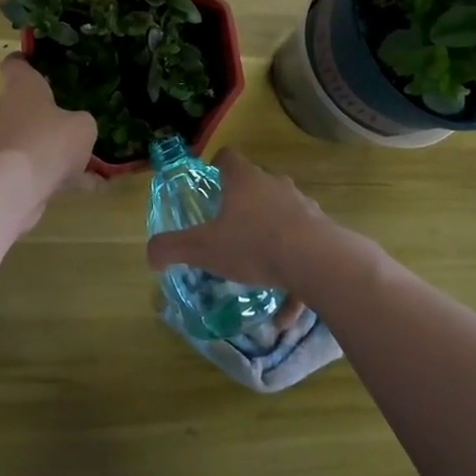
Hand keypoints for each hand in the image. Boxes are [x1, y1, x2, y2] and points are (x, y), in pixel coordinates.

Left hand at [0, 56, 97, 217]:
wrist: (15, 188)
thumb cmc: (49, 141)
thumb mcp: (83, 126)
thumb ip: (81, 121)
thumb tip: (75, 126)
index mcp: (22, 88)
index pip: (15, 64)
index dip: (25, 62)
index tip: (38, 64)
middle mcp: (5, 110)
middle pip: (23, 104)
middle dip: (46, 113)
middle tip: (73, 119)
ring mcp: (1, 142)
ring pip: (30, 139)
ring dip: (52, 148)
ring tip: (87, 161)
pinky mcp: (2, 171)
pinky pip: (34, 168)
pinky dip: (56, 176)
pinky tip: (87, 187)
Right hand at [145, 149, 370, 304]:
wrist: (318, 262)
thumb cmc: (253, 244)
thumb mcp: (203, 248)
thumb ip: (172, 248)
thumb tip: (150, 254)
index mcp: (245, 181)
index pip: (228, 158)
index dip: (217, 166)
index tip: (210, 181)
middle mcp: (276, 187)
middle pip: (258, 186)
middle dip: (244, 206)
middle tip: (229, 229)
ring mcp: (304, 208)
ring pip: (283, 220)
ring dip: (271, 243)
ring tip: (258, 274)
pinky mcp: (324, 235)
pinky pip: (304, 257)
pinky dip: (294, 283)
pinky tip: (284, 317)